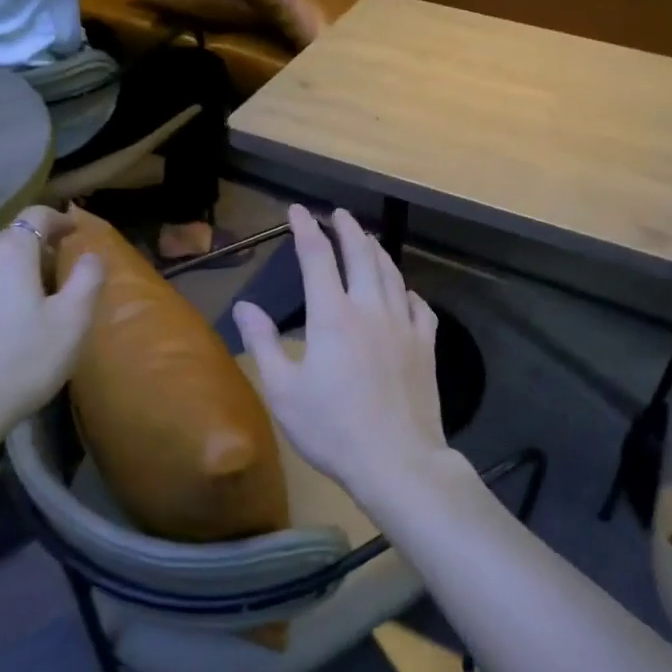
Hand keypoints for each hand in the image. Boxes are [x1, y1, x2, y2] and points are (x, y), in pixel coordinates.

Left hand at [0, 206, 103, 461]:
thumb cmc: (20, 364)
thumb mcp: (72, 323)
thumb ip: (88, 279)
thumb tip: (91, 254)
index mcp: (8, 255)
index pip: (35, 216)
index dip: (59, 220)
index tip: (74, 234)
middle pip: (7, 240)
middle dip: (33, 251)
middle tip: (54, 278)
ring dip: (4, 276)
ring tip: (20, 307)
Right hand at [233, 207, 456, 506]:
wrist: (397, 460)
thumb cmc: (332, 428)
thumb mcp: (282, 390)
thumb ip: (263, 343)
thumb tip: (245, 307)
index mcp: (332, 315)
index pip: (317, 257)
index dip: (305, 229)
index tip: (297, 211)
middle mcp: (371, 309)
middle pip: (361, 254)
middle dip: (348, 229)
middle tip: (339, 214)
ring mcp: (404, 326)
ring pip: (393, 275)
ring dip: (378, 252)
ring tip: (369, 241)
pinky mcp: (427, 346)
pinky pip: (421, 307)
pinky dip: (408, 292)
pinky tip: (405, 293)